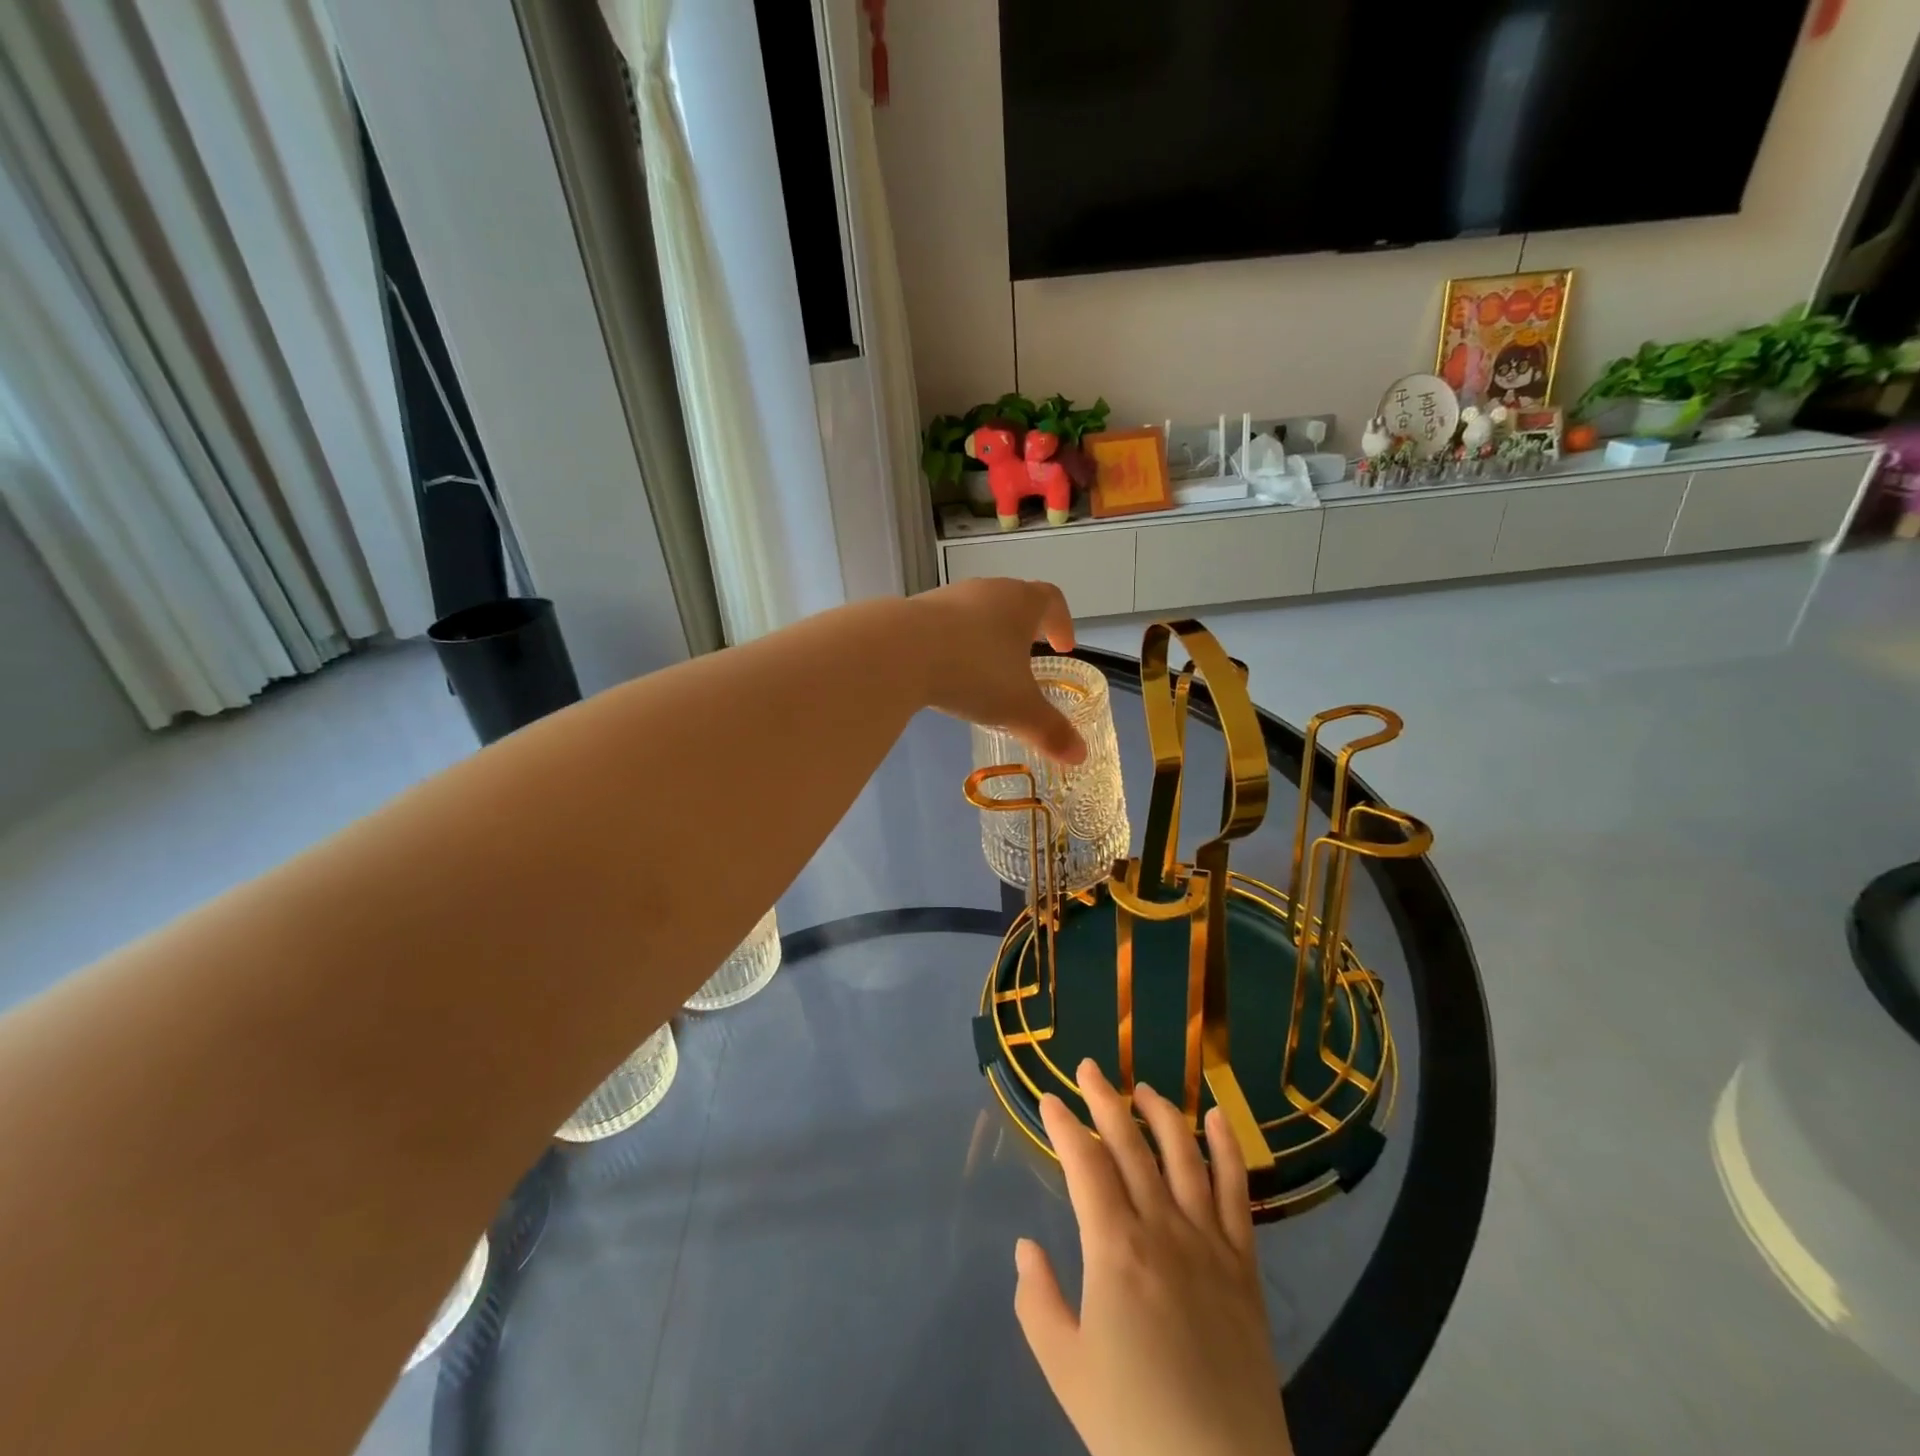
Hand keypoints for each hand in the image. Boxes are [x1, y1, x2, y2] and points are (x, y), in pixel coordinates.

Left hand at [908, 578, 1085, 763]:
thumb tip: (1080, 756)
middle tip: (1027, 656)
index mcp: (1021, 603)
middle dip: (1024, 629)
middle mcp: (987, 590)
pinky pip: (943, 625)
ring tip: (985, 669)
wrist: (898, 651)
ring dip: (986, 635)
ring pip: (976, 611)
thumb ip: (1050, 731)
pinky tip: (945, 671)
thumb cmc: (973, 671)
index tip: (1063, 647)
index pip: (1052, 600)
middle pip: (1014, 600)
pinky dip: (953, 643)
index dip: (1062, 623)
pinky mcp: (914, 610)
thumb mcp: (1018, 708)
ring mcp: (947, 597)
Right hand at [1015, 1060, 1292, 1455]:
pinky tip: (1218, 1118)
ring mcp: (1208, 1241)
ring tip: (1143, 1088)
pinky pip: (1237, 1191)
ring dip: (1161, 1112)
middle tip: (1088, 1068)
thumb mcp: (1064, 1368)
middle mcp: (1162, 1227)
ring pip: (1182, 1154)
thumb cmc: (1132, 1428)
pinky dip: (1228, 1148)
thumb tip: (1027, 1246)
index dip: (1064, 1125)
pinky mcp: (1244, 1264)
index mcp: (1114, 1248)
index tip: (1048, 1100)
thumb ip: (1037, 1299)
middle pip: (1130, 1144)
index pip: (1084, 1163)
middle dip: (1105, 1099)